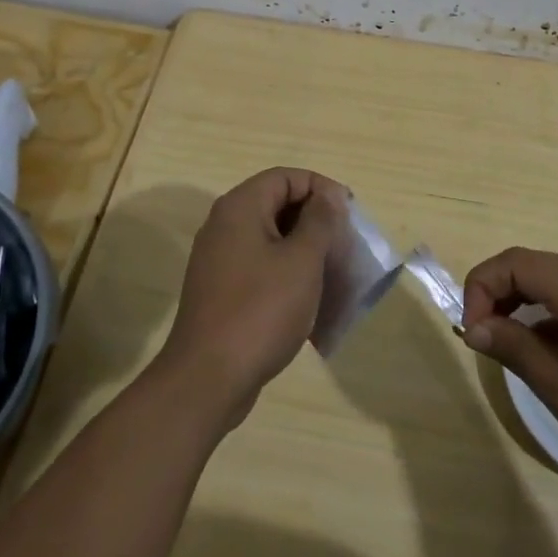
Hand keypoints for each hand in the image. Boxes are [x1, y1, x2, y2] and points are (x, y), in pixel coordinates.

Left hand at [160, 168, 345, 430]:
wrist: (207, 379)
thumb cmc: (261, 310)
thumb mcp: (301, 261)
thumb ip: (320, 221)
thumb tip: (328, 195)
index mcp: (241, 207)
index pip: (286, 177)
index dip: (321, 188)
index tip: (349, 214)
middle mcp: (225, 225)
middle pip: (278, 205)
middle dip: (315, 222)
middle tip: (345, 245)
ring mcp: (219, 260)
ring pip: (271, 239)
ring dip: (304, 251)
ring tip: (334, 275)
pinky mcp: (221, 291)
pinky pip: (261, 268)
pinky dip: (287, 275)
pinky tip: (309, 302)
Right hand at [462, 247, 557, 521]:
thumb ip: (521, 354)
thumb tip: (475, 327)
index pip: (517, 262)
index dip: (482, 286)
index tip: (471, 334)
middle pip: (535, 267)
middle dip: (497, 293)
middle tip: (480, 340)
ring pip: (556, 285)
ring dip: (522, 306)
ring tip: (505, 349)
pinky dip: (550, 320)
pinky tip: (545, 357)